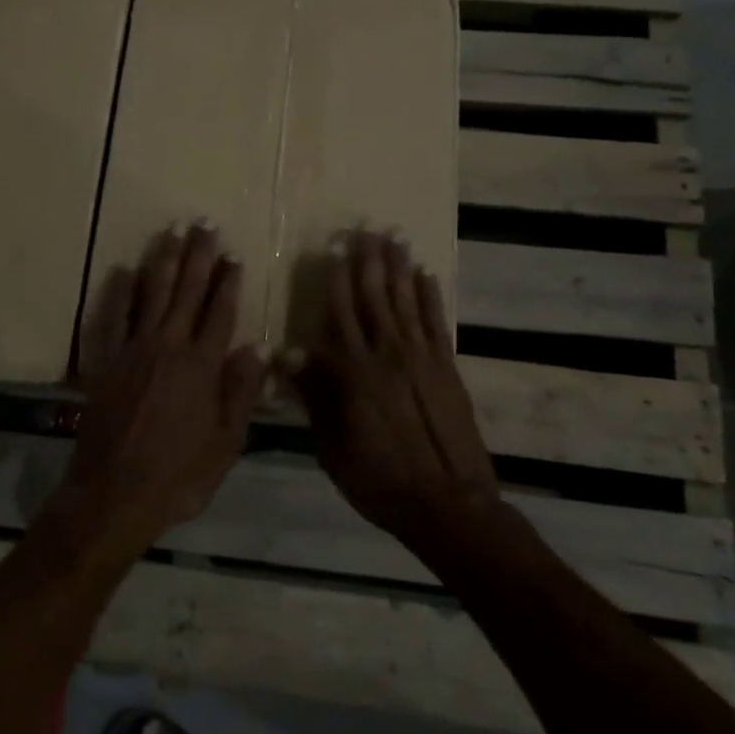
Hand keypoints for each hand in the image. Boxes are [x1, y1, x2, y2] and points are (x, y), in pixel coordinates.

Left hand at [54, 224, 266, 560]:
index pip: (220, 312)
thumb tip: (256, 348)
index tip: (234, 256)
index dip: (228, 282)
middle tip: (204, 224)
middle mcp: (169, 346)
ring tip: (172, 232)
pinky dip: (118, 292)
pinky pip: (112, 318)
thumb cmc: (179, 475)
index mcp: (202, 365)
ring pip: (152, 294)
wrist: (114, 493)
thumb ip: (240, 392)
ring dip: (164, 260)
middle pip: (187, 291)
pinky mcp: (105, 361)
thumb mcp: (226, 443)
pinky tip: (123, 270)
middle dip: (198, 256)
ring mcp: (133, 349)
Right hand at [284, 231, 499, 546]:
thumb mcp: (331, 447)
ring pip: (405, 301)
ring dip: (398, 267)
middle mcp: (386, 354)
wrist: (447, 505)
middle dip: (367, 261)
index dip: (335, 279)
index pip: (339, 313)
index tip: (333, 249)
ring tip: (394, 237)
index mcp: (353, 373)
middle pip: (373, 297)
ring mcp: (421, 358)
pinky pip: (436, 323)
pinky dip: (431, 297)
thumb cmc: (378, 480)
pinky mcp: (447, 368)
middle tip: (365, 229)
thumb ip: (313, 397)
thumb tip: (287, 356)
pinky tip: (426, 274)